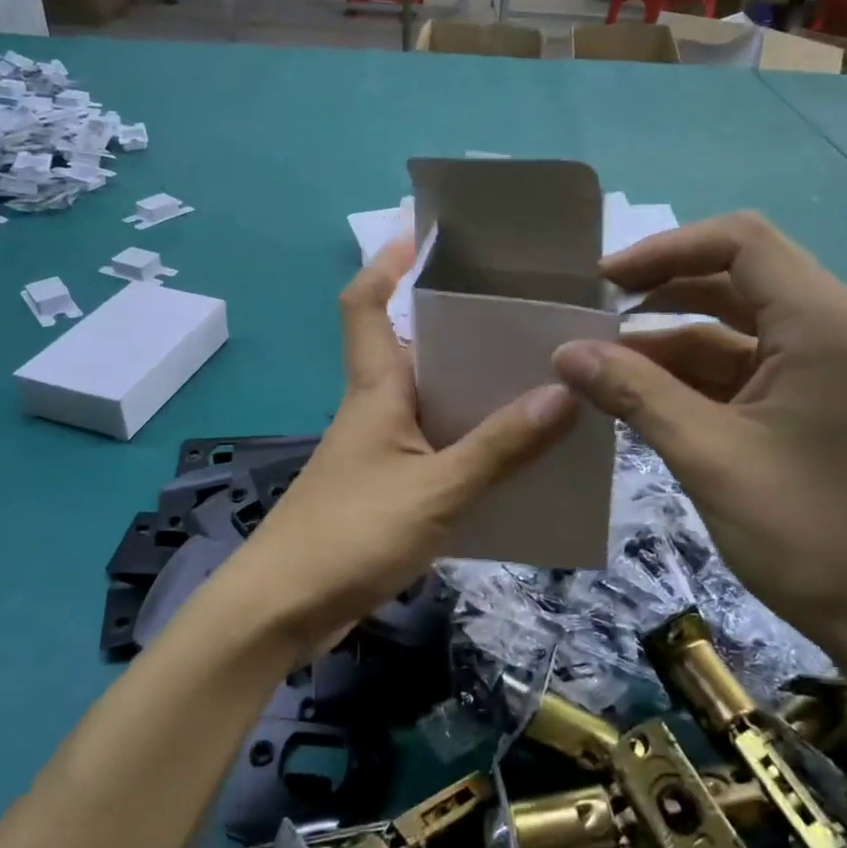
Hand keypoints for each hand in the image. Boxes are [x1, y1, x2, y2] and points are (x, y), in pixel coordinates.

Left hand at [224, 240, 578, 659]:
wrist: (283, 611)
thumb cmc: (350, 535)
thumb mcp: (435, 491)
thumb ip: (499, 447)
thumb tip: (563, 392)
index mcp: (375, 388)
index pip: (364, 304)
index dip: (386, 263)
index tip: (425, 236)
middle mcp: (376, 407)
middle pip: (413, 346)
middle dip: (459, 325)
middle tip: (522, 312)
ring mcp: (381, 449)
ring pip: (433, 400)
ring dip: (475, 389)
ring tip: (538, 377)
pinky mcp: (388, 487)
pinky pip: (439, 447)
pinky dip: (473, 442)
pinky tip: (516, 454)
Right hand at [552, 212, 846, 665]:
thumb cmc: (807, 533)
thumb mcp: (707, 456)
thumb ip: (634, 393)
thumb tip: (565, 352)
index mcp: (824, 323)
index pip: (740, 242)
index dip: (664, 250)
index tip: (604, 281)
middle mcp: (834, 325)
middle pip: (737, 274)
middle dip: (663, 288)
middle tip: (597, 313)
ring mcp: (827, 361)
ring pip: (736, 320)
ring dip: (671, 333)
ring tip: (605, 358)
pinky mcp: (815, 395)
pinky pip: (745, 360)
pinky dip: (694, 369)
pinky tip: (642, 390)